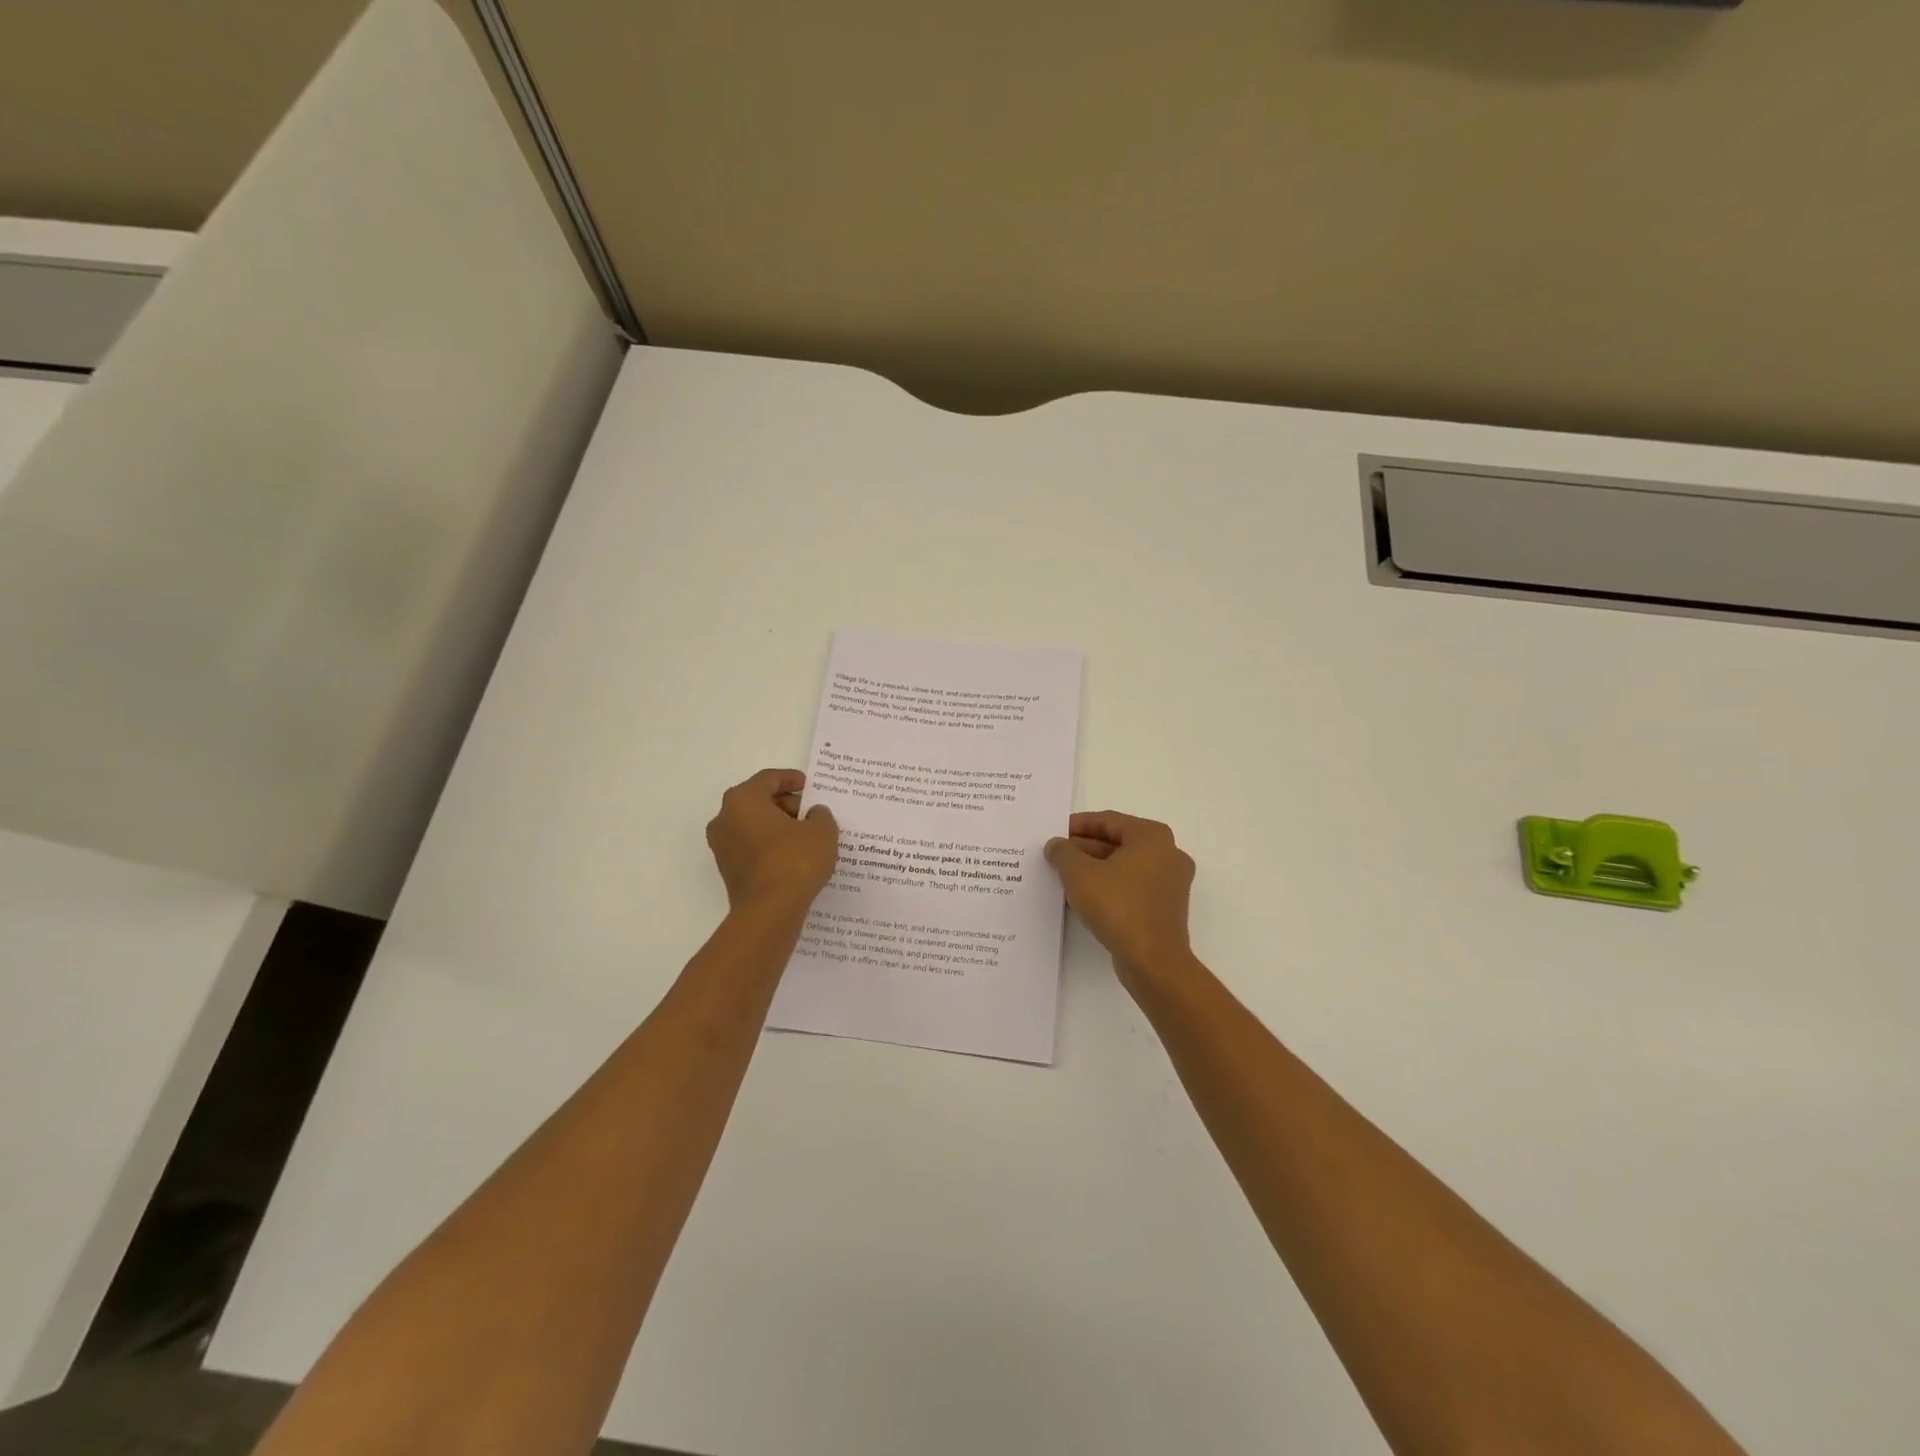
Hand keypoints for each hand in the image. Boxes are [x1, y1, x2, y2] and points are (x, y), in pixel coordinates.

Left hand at [706, 769, 838, 914]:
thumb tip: (813, 815)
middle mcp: (725, 818)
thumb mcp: (821, 831)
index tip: (808, 785)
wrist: (770, 911)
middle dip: (785, 804)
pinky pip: (751, 846)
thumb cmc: (794, 860)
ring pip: (753, 824)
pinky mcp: (727, 869)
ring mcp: (722, 846)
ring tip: (805, 835)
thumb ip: (820, 815)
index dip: (790, 778)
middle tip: (810, 813)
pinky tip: (792, 855)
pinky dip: (769, 844)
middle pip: (757, 800)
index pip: (768, 779)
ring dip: (777, 826)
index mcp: (743, 800)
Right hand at [1046, 811, 1195, 985]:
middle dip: (1084, 848)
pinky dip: (1108, 887)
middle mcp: (1168, 854)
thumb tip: (1056, 845)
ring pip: (1124, 867)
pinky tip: (1083, 897)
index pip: (1108, 820)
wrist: (1152, 961)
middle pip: (1118, 843)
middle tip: (1056, 855)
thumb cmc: (1117, 906)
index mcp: (1152, 837)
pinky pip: (1132, 888)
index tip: (1055, 832)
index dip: (1078, 825)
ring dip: (1094, 869)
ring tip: (1064, 876)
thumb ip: (1063, 853)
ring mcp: (1170, 883)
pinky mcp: (1165, 908)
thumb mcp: (1079, 874)